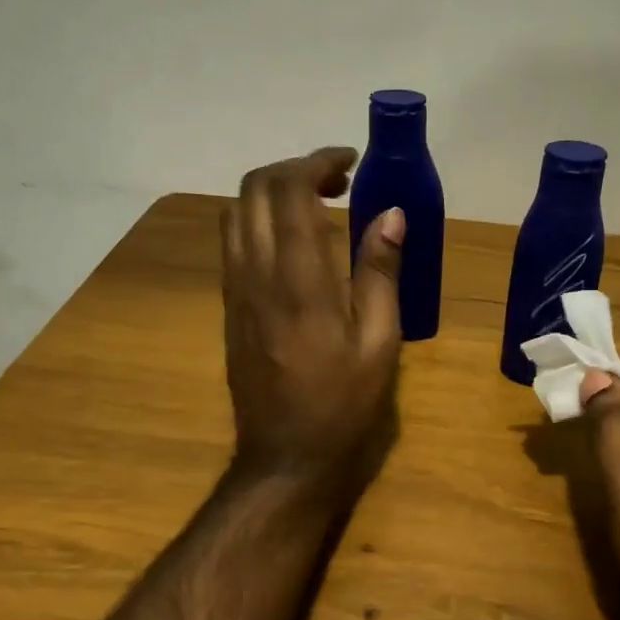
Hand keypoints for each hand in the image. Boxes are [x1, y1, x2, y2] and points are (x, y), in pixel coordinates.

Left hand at [220, 148, 404, 505]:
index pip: (291, 190)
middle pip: (254, 189)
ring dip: (271, 192)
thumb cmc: (344, 405)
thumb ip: (382, 273)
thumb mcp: (380, 344)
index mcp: (300, 280)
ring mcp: (235, 290)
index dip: (318, 162)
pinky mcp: (228, 307)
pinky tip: (291, 241)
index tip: (350, 163)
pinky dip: (258, 220)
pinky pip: (232, 243)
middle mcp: (258, 274)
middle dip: (293, 169)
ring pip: (236, 212)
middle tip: (337, 182)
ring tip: (314, 205)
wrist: (285, 457)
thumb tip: (391, 214)